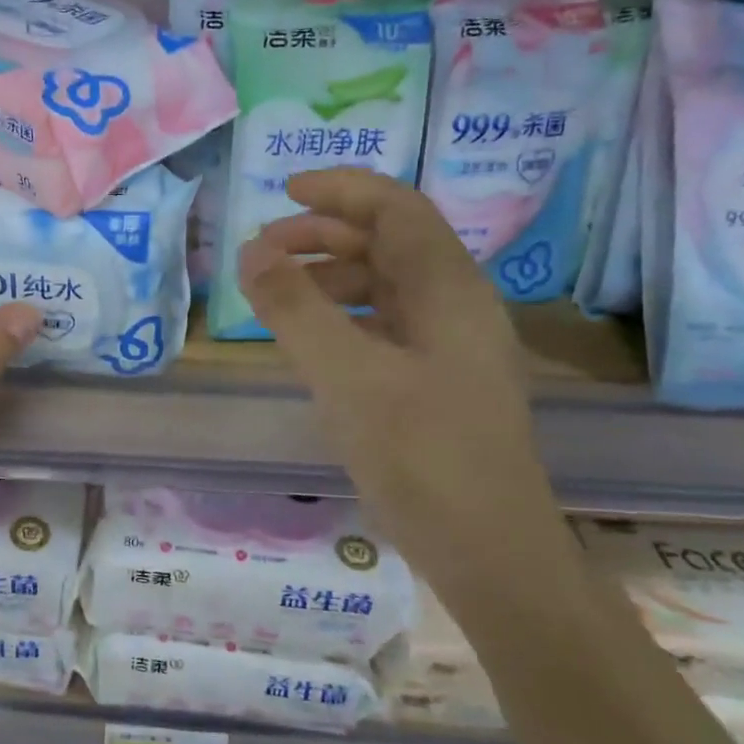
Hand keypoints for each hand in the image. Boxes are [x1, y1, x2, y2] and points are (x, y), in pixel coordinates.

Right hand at [238, 168, 562, 590]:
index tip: (284, 192)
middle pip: (390, 244)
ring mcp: (451, 349)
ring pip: (386, 287)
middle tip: (264, 250)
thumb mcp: (347, 377)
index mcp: (448, 290)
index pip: (397, 209)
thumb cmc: (422, 456)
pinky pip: (385, 328)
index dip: (342, 190)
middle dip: (325, 235)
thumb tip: (252, 251)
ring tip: (277, 295)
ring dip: (331, 278)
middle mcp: (456, 307)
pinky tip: (312, 343)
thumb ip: (296, 309)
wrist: (490, 553)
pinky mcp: (439, 384)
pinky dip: (343, 319)